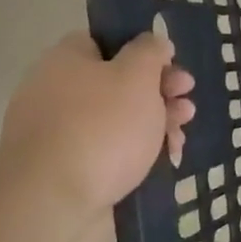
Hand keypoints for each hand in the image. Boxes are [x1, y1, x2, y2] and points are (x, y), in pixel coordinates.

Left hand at [0, 31, 195, 221]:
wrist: (53, 199)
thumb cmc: (101, 127)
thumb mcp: (137, 76)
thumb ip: (150, 52)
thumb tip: (154, 42)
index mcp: (67, 60)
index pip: (107, 42)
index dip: (143, 51)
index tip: (172, 66)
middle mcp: (59, 91)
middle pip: (118, 82)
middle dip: (160, 92)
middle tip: (187, 102)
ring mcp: (62, 132)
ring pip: (120, 119)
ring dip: (157, 123)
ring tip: (181, 135)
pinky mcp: (71, 167)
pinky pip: (112, 150)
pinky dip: (139, 152)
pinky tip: (166, 159)